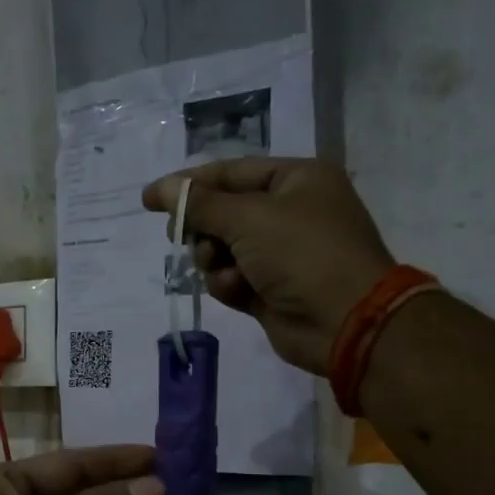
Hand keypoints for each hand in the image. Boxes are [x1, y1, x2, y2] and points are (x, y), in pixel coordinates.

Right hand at [143, 157, 394, 374]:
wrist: (345, 322)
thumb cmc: (303, 254)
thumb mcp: (248, 218)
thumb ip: (198, 203)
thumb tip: (158, 188)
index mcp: (296, 180)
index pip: (230, 173)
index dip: (188, 184)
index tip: (149, 199)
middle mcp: (289, 212)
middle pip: (223, 212)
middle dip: (203, 228)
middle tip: (182, 237)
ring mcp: (281, 254)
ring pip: (222, 249)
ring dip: (214, 260)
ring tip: (222, 268)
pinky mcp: (270, 290)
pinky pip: (232, 279)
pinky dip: (229, 284)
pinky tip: (237, 290)